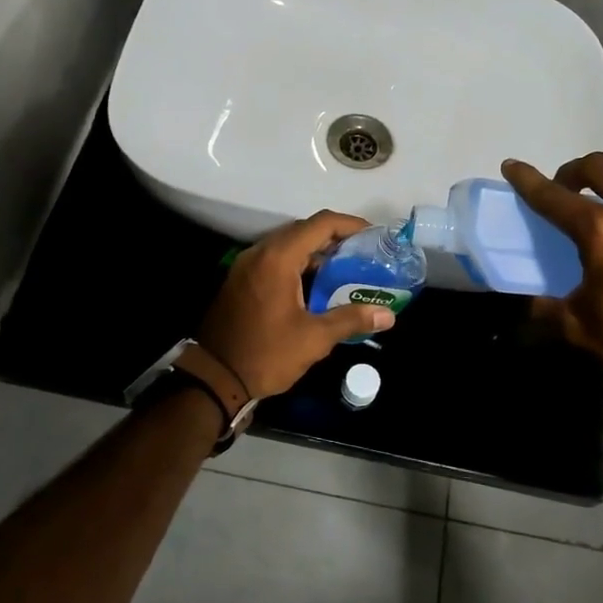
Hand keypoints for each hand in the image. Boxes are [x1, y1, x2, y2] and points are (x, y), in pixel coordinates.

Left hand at [197, 211, 395, 398]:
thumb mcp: (314, 339)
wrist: (215, 378)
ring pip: (288, 245)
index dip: (350, 225)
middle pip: (303, 230)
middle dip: (335, 238)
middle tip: (363, 255)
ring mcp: (246, 265)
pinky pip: (274, 260)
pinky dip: (298, 264)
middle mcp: (260, 253)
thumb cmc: (266, 354)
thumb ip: (351, 319)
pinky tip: (316, 286)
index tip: (374, 236)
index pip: (320, 224)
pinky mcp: (240, 280)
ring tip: (345, 270)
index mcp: (278, 258)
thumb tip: (387, 315)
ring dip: (316, 253)